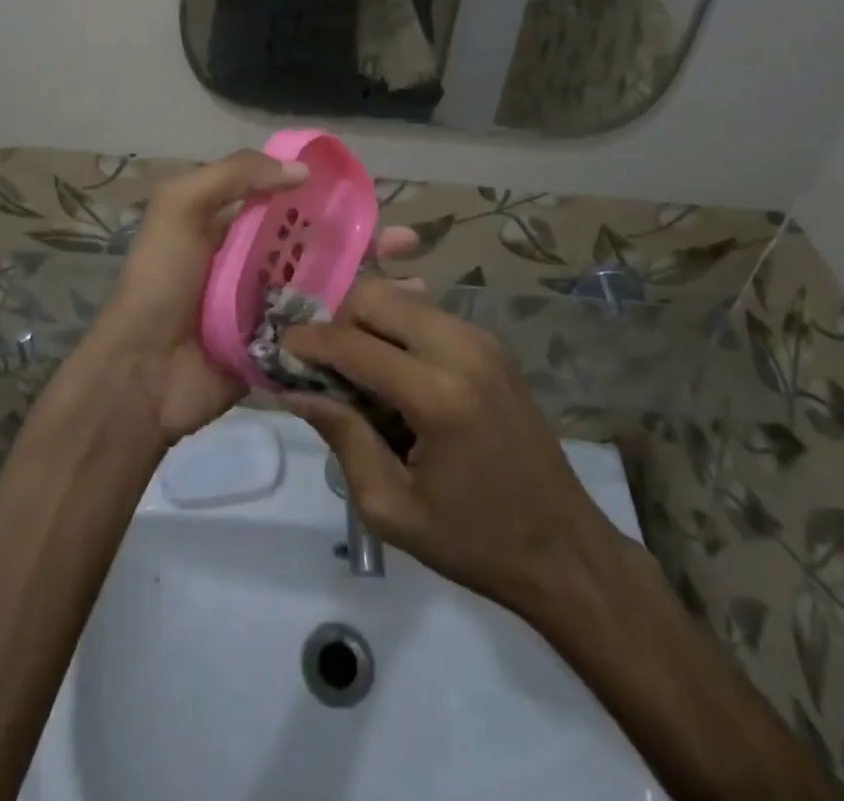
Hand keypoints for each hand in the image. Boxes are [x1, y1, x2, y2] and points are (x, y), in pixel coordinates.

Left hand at [81, 154, 417, 445]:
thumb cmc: (162, 282)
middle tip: (407, 240)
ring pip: (331, 286)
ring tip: (416, 277)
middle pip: (321, 243)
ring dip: (373, 279)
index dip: (329, 193)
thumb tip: (300, 171)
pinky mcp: (284, 349)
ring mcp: (273, 309)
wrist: (144, 374)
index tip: (369, 192)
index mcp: (234, 226)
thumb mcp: (180, 208)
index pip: (290, 200)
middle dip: (364, 237)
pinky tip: (401, 321)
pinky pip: (327, 331)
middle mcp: (257, 263)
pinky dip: (362, 324)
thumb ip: (233, 175)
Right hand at [279, 279, 636, 620]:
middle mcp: (462, 348)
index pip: (353, 343)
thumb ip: (342, 437)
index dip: (308, 343)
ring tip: (358, 374)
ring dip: (368, 323)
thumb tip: (296, 390)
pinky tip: (394, 375)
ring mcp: (482, 339)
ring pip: (401, 298)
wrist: (563, 547)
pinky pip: (425, 314)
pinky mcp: (490, 342)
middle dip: (339, 321)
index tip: (279, 351)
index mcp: (439, 395)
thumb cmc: (474, 541)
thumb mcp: (391, 508)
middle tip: (325, 367)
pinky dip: (396, 330)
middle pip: (377, 297)